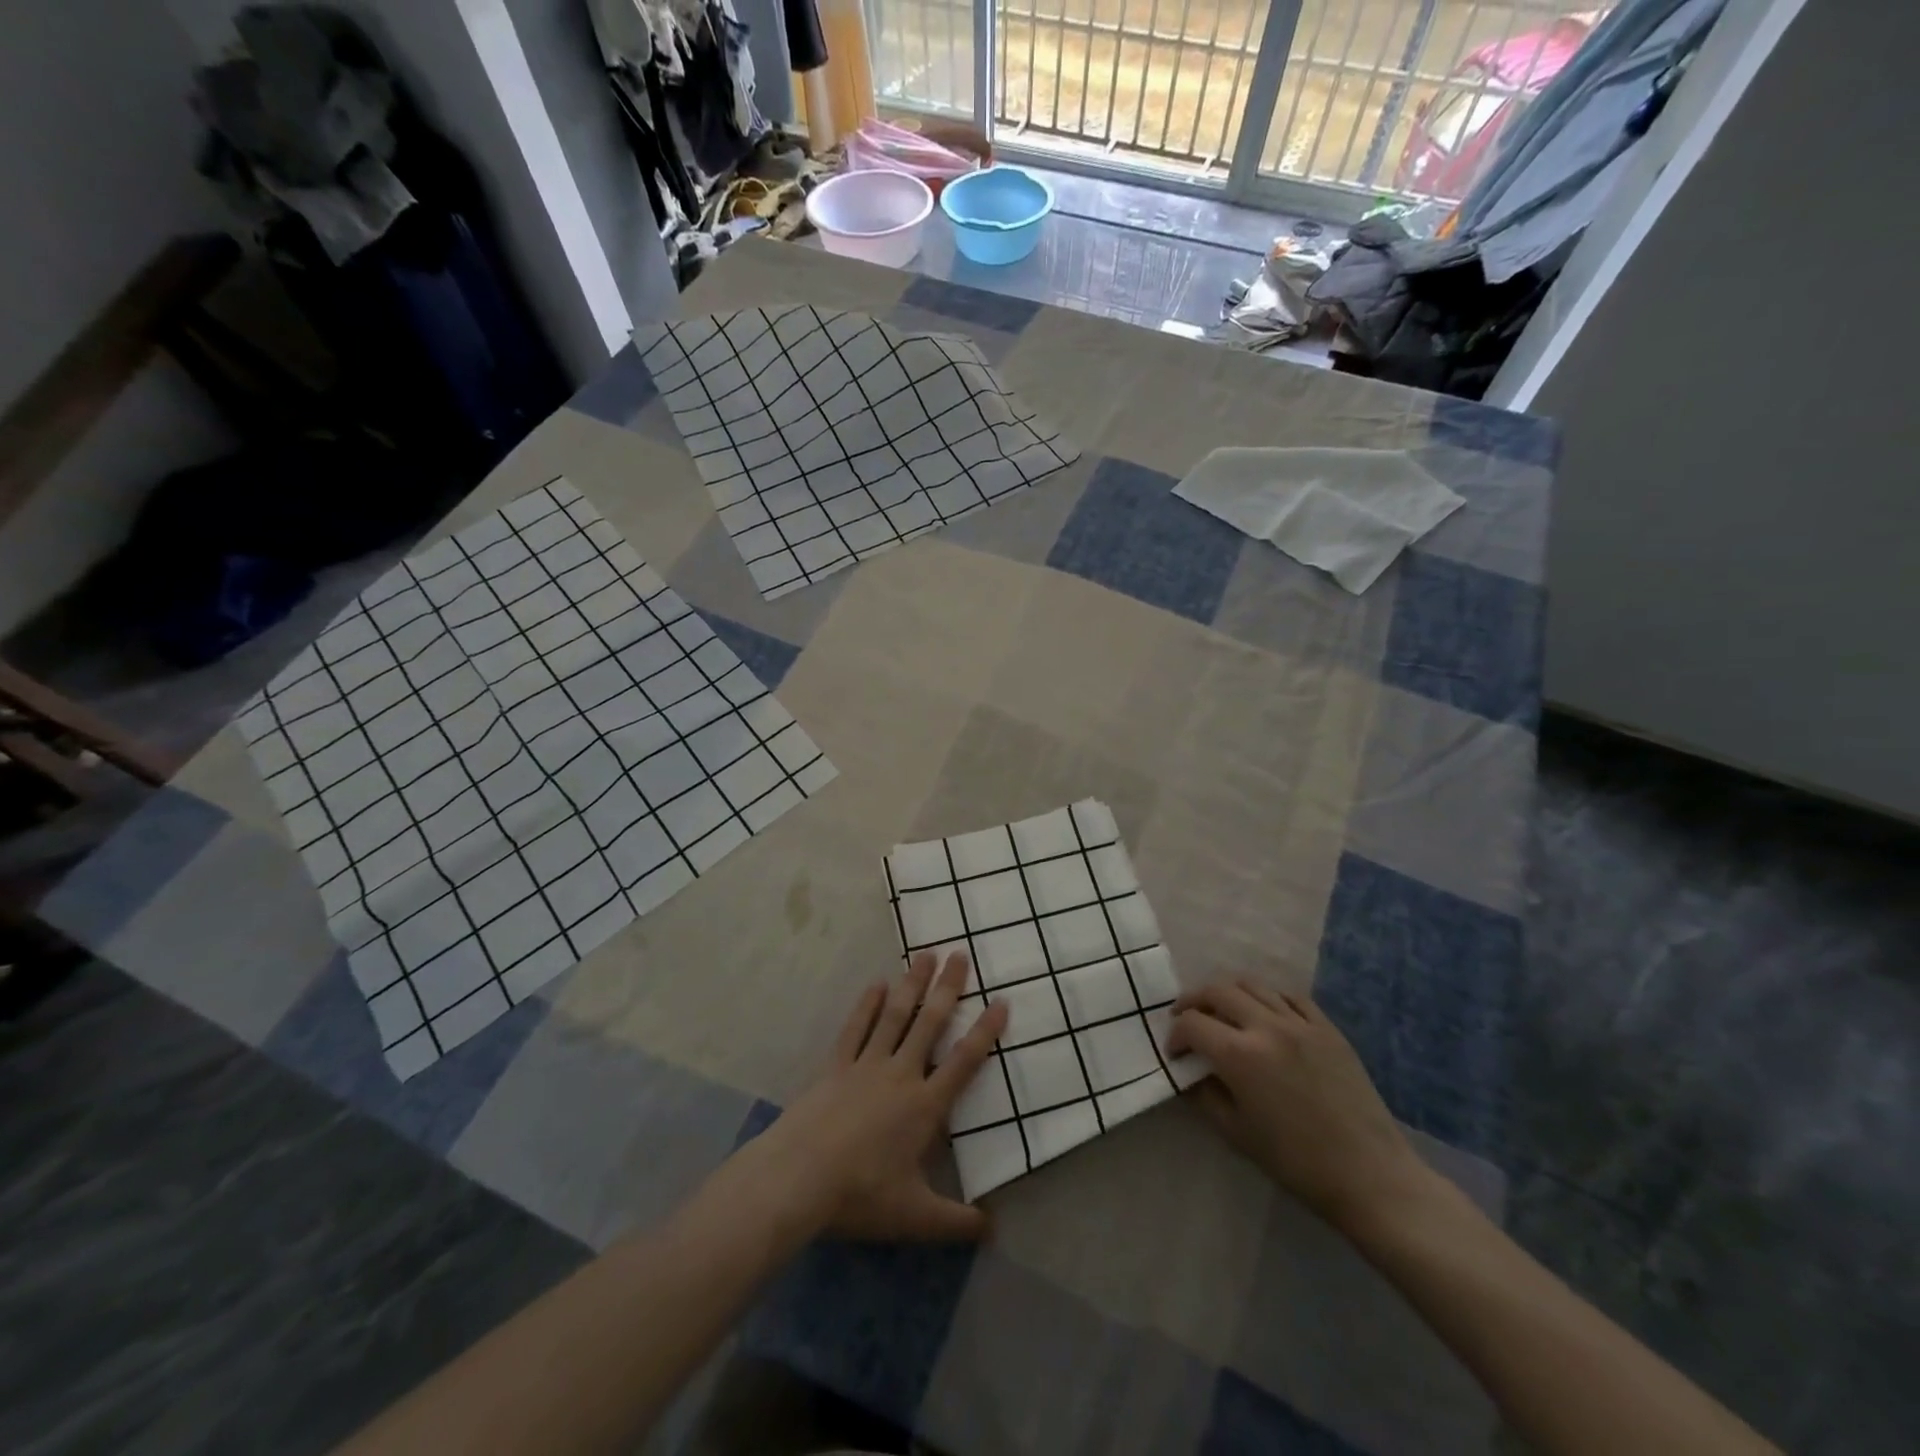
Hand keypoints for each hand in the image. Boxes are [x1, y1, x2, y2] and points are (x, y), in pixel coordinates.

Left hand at [748, 950, 1008, 1241]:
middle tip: (961, 954)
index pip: (964, 1062)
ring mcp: (865, 1065)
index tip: (1001, 1002)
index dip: (985, 1032)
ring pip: (895, 1016)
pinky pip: (855, 1028)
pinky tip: (876, 984)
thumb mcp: (915, 1218)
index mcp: (925, 1106)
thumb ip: (956, 1222)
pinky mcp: (835, 1066)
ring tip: (925, 954)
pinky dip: (867, 1005)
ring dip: (912, 984)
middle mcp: (900, 1075)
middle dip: (948, 988)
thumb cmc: (860, 1196)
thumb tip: (993, 1229)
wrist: (798, 1179)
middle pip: (929, 1024)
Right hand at [1168, 981, 1433, 1231]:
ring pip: (1252, 985)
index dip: (1175, 1035)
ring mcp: (1300, 1023)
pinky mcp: (1327, 1028)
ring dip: (1227, 993)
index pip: (1192, 1024)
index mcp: (1240, 1055)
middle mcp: (1266, 1026)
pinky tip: (1265, 1014)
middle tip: (1186, 1019)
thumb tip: (1188, 1073)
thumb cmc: (1296, 1162)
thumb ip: (1204, 1095)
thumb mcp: (1236, 1133)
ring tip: (1222, 1011)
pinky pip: (1289, 996)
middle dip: (1193, 1002)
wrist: (1369, 1174)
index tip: (1175, 1053)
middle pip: (1217, 991)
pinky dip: (1268, 998)